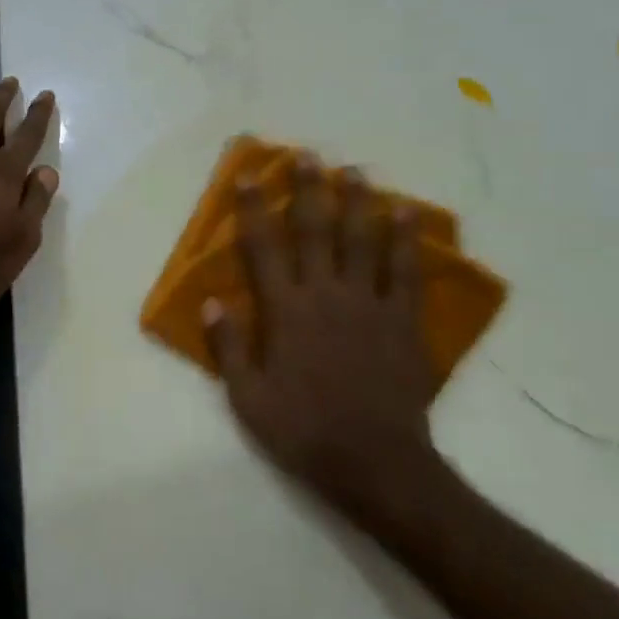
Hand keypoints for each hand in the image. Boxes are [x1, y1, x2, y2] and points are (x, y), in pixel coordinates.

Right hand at [203, 154, 444, 525]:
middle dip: (309, 190)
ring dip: (358, 203)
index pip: (264, 248)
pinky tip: (408, 215)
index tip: (248, 177)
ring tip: (355, 171)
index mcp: (285, 311)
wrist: (376, 463)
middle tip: (308, 155)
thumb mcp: (248, 397)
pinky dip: (406, 241)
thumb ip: (230, 346)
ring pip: (363, 241)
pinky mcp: (403, 321)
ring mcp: (369, 305)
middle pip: (316, 231)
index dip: (253, 209)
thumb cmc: (304, 430)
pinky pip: (407, 272)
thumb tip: (211, 302)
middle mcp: (326, 295)